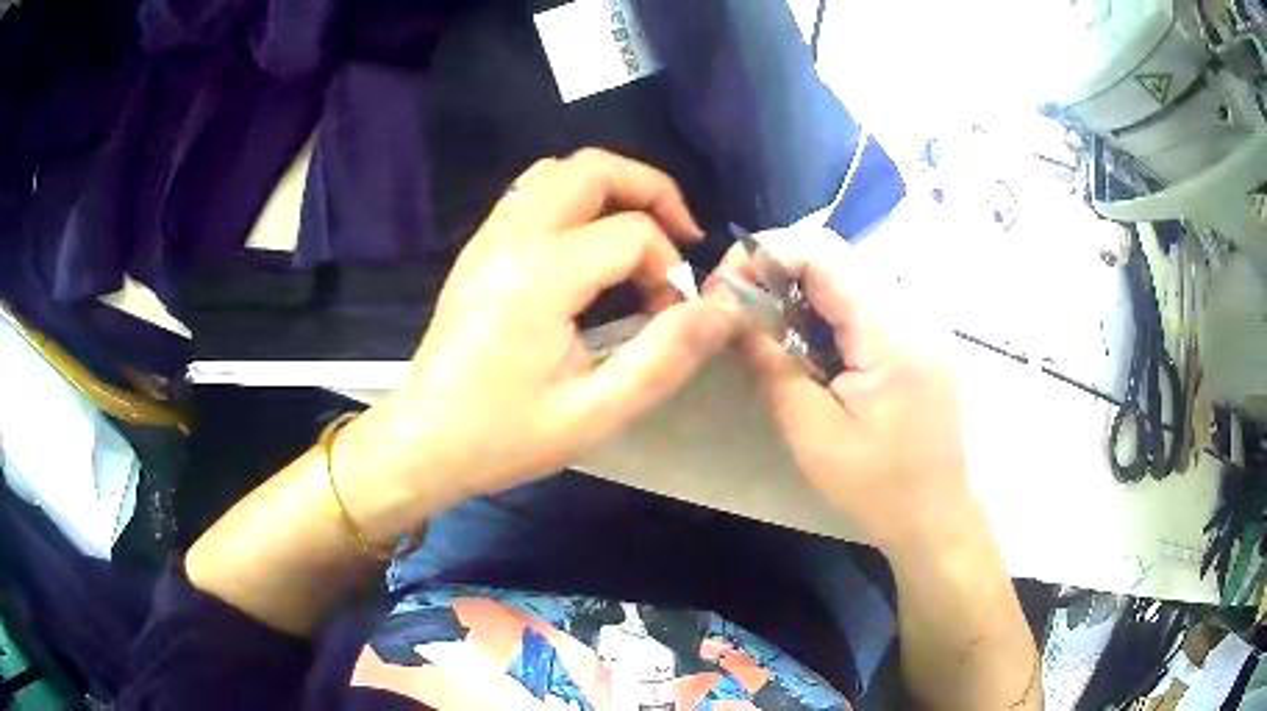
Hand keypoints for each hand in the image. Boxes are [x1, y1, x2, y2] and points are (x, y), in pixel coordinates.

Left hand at [338, 149, 741, 541]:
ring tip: (640, 233)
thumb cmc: (504, 437)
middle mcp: (510, 239)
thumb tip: (721, 309)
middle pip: (590, 169)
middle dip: (650, 189)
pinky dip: (575, 200)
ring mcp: (488, 238)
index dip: (669, 268)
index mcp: (539, 276)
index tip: (672, 316)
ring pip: (557, 172)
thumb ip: (664, 357)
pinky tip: (590, 247)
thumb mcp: (594, 414)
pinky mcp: (479, 250)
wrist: (423, 443)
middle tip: (681, 234)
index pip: (631, 233)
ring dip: (610, 188)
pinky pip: (532, 194)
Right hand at [717, 226, 977, 554]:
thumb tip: (733, 312)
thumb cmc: (878, 487)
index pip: (820, 252)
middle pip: (834, 257)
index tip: (725, 288)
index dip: (764, 253)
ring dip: (799, 293)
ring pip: (847, 276)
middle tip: (739, 313)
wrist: (937, 517)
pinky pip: (864, 302)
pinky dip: (826, 313)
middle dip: (776, 272)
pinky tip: (810, 350)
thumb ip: (772, 366)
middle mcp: (910, 310)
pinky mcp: (918, 337)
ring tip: (769, 335)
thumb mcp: (813, 435)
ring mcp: (919, 321)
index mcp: (889, 331)